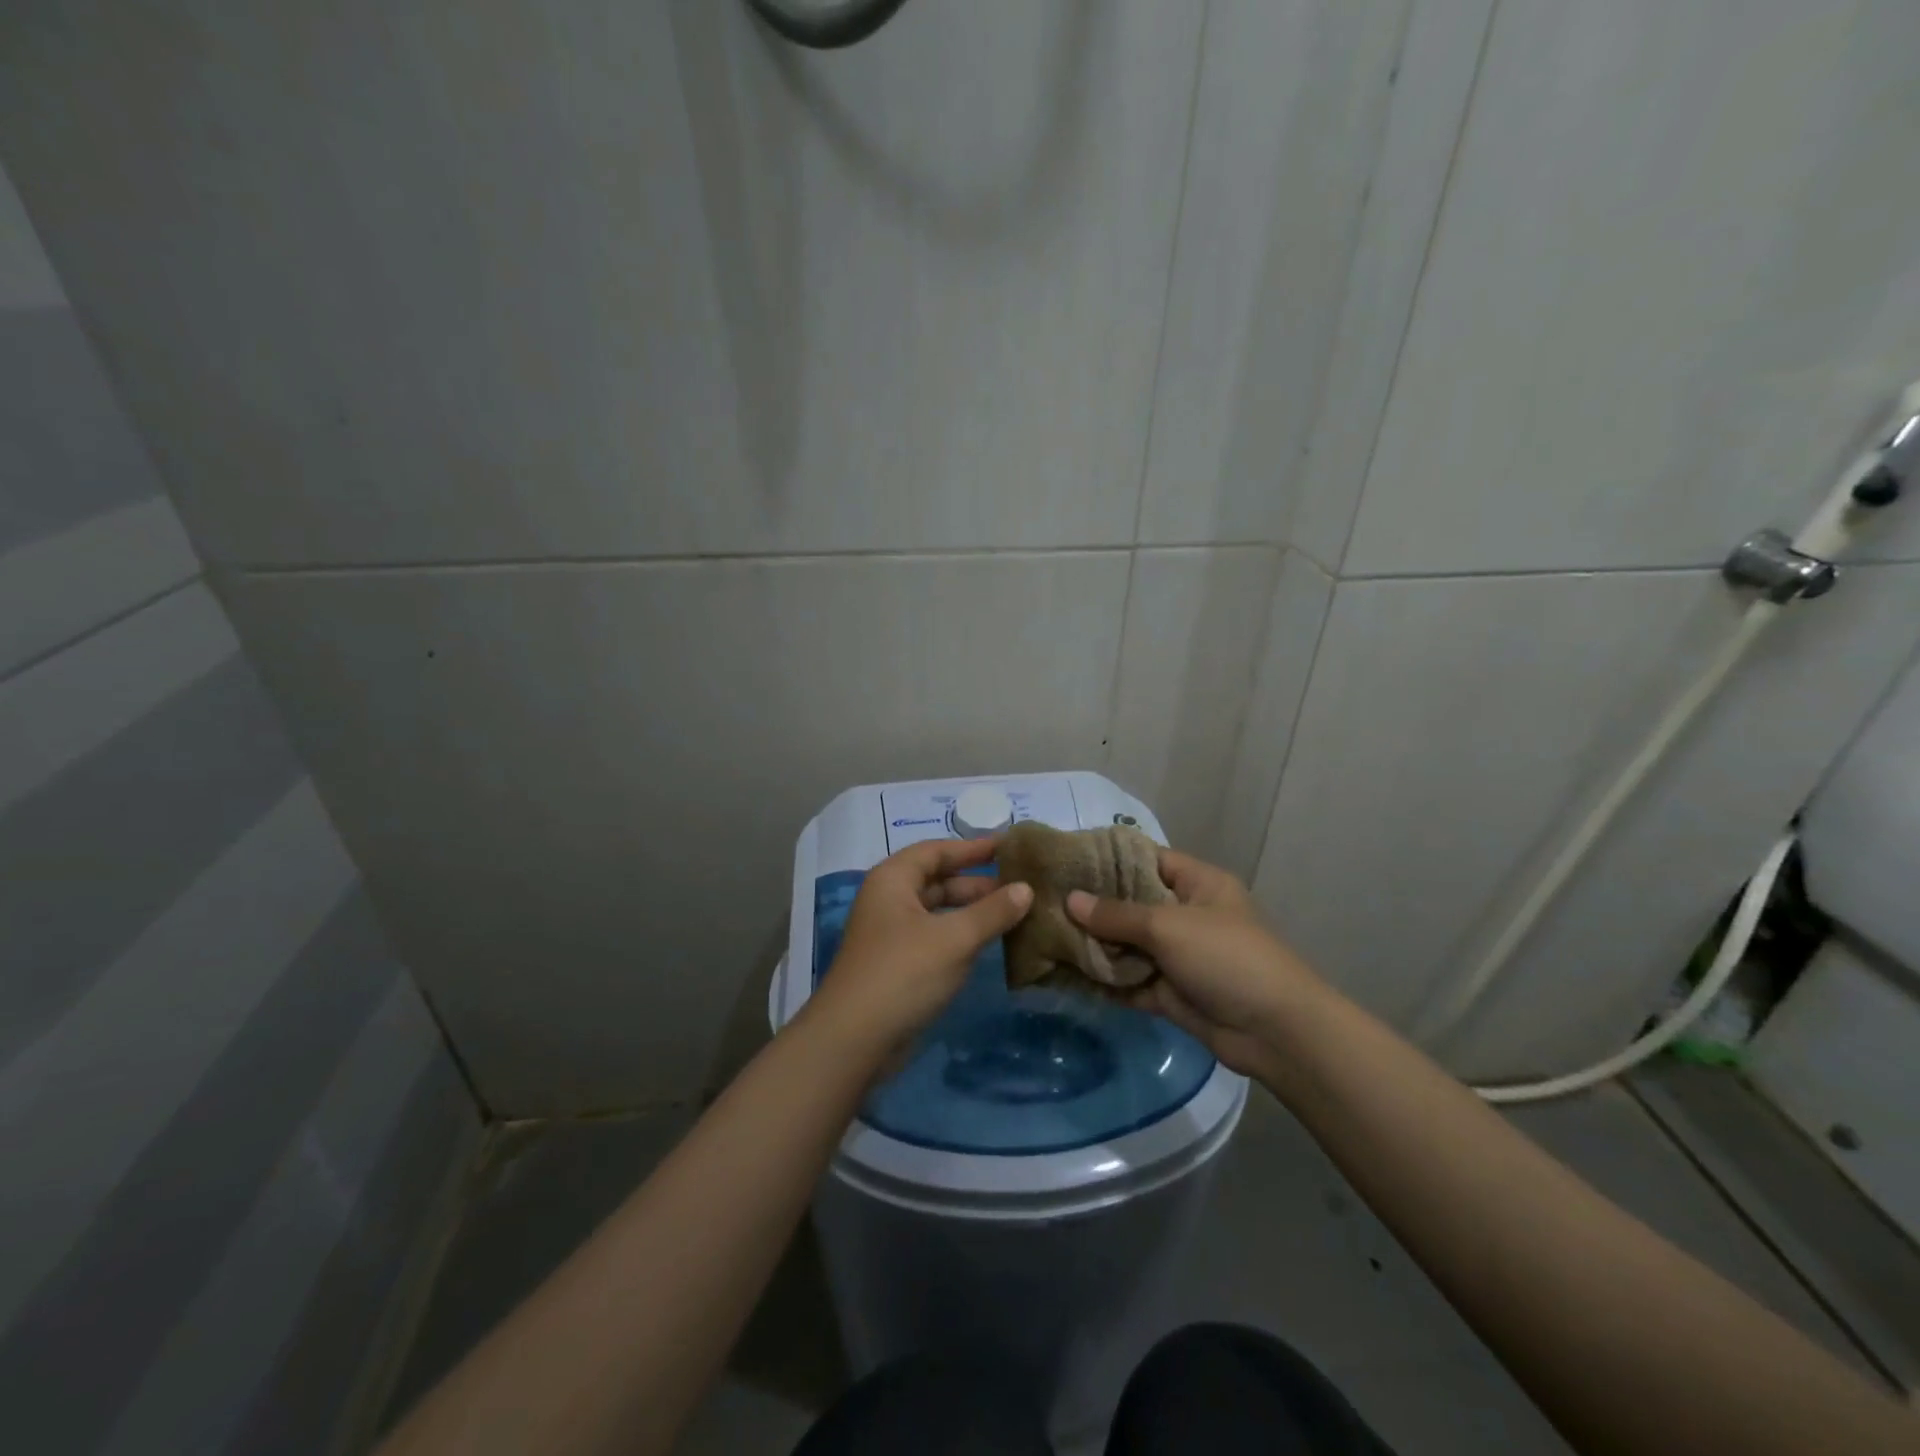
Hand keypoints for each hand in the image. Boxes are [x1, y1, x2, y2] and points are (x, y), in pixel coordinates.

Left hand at [806, 836, 1032, 1054]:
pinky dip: (961, 935)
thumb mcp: (955, 938)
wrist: (855, 1040)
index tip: (1009, 847)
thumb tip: (1026, 889)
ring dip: (972, 911)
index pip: (937, 851)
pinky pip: (935, 937)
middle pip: (938, 880)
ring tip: (1013, 914)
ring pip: (938, 911)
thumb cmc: (904, 973)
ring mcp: (891, 934)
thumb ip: (992, 912)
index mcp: (893, 880)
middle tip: (1020, 887)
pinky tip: (989, 943)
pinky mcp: (897, 964)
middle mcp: (888, 900)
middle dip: (978, 883)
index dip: (973, 848)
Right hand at [1066, 849, 1320, 1077]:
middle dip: (1093, 906)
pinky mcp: (1170, 992)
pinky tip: (1066, 975)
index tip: (1067, 860)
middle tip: (1045, 900)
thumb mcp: (1169, 926)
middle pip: (1132, 903)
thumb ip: (1117, 914)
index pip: (1147, 859)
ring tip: (1046, 935)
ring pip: (1127, 944)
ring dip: (1094, 945)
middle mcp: (1186, 914)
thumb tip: (1070, 900)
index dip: (1109, 858)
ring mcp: (1178, 956)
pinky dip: (1105, 980)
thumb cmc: (1226, 958)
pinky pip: (1130, 980)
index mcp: (1198, 884)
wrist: (1275, 1032)